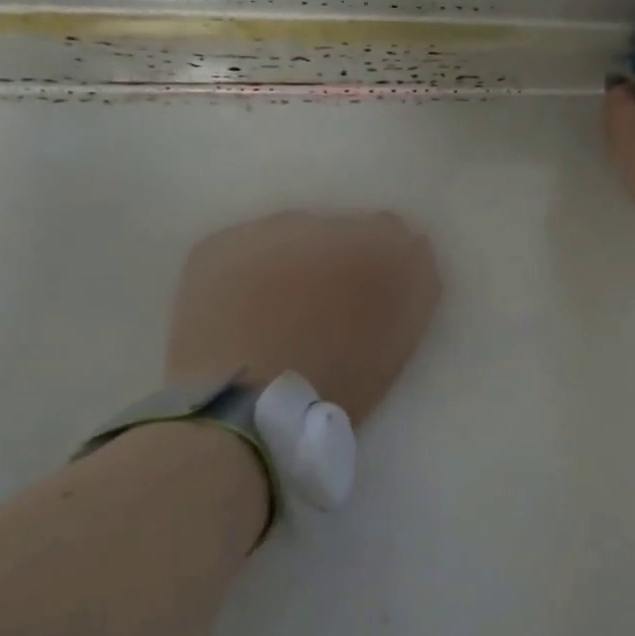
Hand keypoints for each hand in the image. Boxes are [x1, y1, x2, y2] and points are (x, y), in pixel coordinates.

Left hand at [166, 212, 440, 424]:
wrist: (251, 410)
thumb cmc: (338, 384)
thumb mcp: (397, 339)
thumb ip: (411, 287)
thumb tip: (409, 250)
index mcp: (379, 250)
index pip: (392, 230)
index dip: (381, 260)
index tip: (368, 291)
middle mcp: (326, 225)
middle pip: (340, 229)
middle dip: (334, 257)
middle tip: (321, 305)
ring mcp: (269, 230)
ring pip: (291, 235)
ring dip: (291, 260)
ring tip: (276, 308)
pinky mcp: (222, 244)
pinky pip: (245, 247)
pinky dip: (246, 271)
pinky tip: (241, 308)